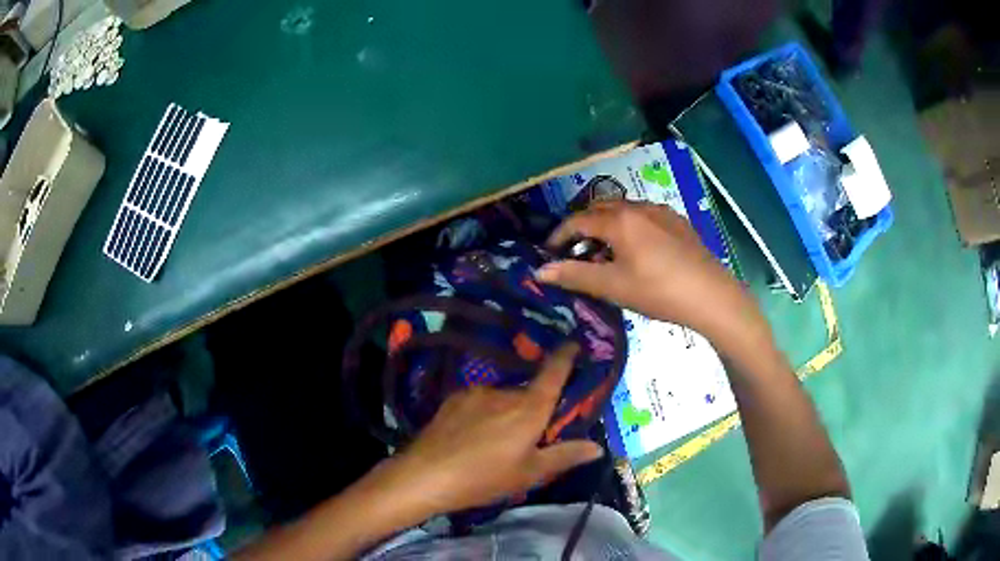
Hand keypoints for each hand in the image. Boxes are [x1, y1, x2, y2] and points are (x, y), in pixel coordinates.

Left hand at [390, 343, 603, 514]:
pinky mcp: (453, 399)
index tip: (573, 344)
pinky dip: (483, 414)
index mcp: (529, 409)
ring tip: (494, 444)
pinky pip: (479, 402)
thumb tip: (598, 446)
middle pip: (527, 393)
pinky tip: (471, 437)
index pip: (553, 374)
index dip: (565, 357)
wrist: (426, 475)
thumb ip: (565, 455)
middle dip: (532, 409)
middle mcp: (504, 393)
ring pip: (501, 399)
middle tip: (526, 438)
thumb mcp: (529, 473)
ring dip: (505, 413)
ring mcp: (475, 392)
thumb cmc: (485, 478)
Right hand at [536, 201, 765, 349]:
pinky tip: (638, 250)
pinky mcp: (678, 221)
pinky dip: (630, 227)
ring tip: (606, 252)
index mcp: (619, 221)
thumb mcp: (613, 287)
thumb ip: (575, 276)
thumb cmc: (658, 291)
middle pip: (600, 209)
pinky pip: (644, 216)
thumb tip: (539, 271)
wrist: (711, 295)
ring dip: (607, 225)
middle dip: (583, 227)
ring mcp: (661, 212)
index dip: (559, 235)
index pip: (578, 220)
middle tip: (577, 252)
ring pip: (624, 210)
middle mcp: (638, 207)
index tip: (550, 253)